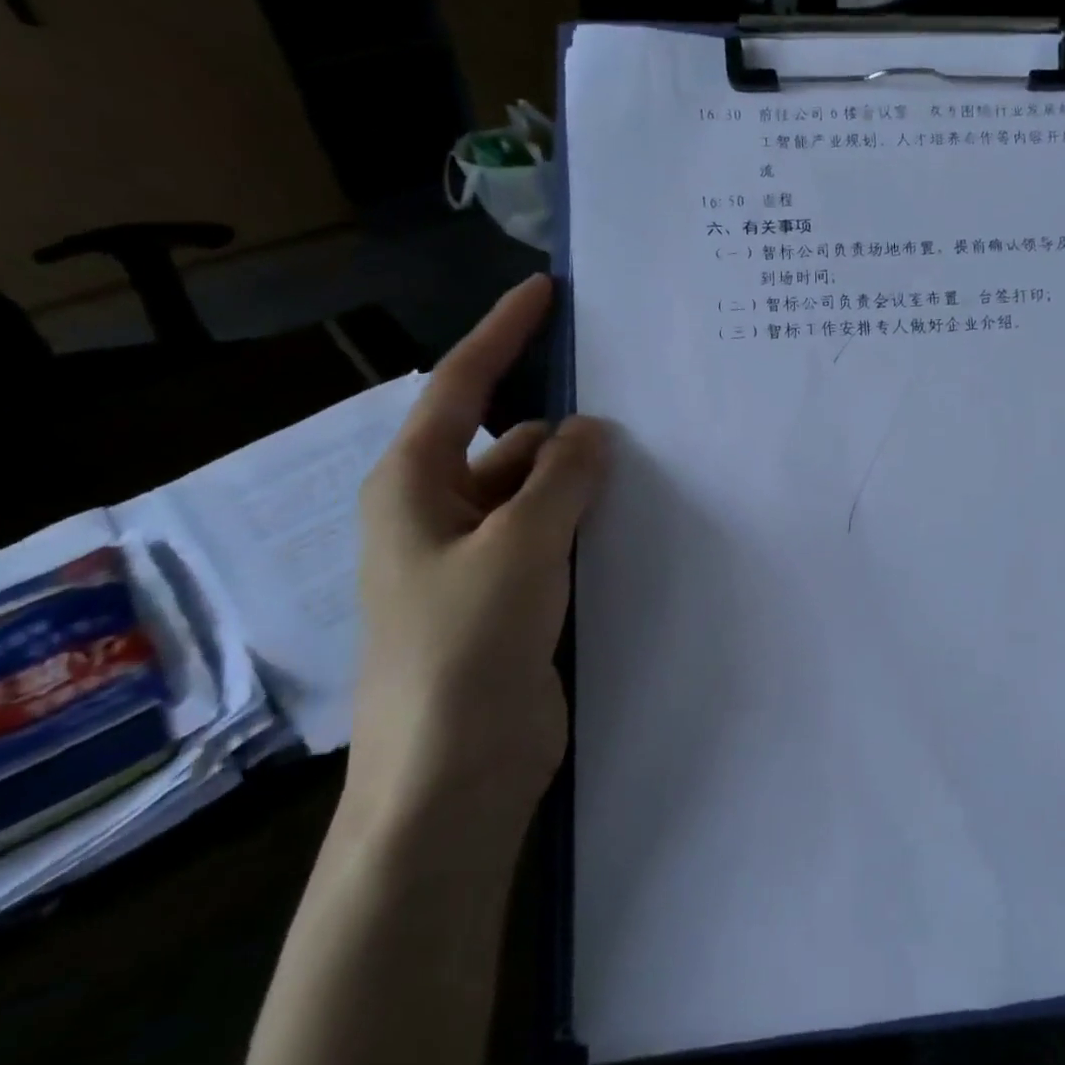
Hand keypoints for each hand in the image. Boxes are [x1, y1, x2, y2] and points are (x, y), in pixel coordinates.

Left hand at [348, 276, 607, 836]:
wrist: (454, 770)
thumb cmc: (466, 647)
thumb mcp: (518, 548)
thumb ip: (561, 481)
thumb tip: (594, 429)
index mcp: (415, 487)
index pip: (461, 388)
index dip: (502, 335)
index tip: (546, 293)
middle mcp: (441, 514)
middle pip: (510, 443)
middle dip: (566, 427)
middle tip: (638, 408)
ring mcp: (478, 559)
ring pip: (538, 493)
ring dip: (582, 480)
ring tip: (649, 466)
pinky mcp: (512, 596)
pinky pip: (553, 537)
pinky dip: (587, 522)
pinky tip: (633, 521)